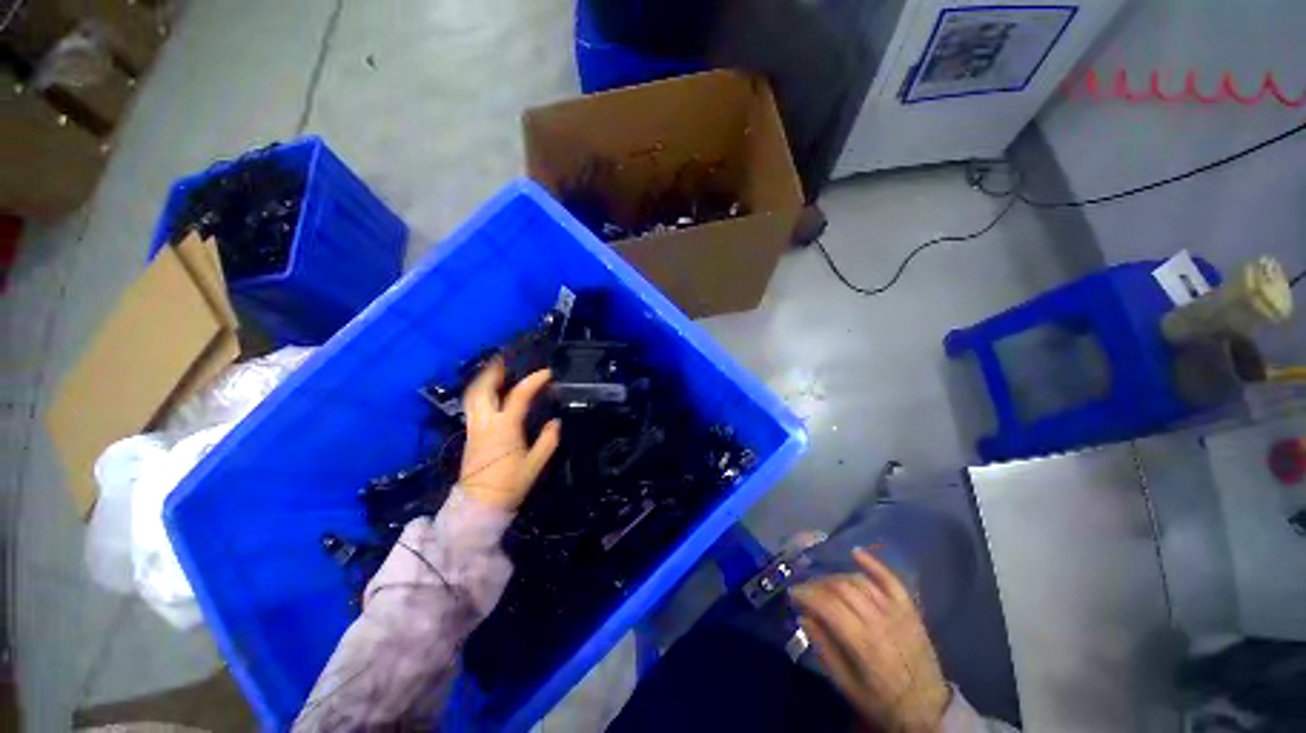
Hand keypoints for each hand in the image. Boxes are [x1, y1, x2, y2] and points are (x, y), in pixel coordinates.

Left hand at [459, 358, 561, 510]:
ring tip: (496, 372)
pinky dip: (481, 394)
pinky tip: (492, 394)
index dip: (534, 381)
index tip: (547, 373)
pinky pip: (473, 407)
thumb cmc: (509, 485)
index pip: (519, 396)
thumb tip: (556, 422)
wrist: (479, 505)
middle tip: (505, 360)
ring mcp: (474, 429)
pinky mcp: (470, 436)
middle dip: (493, 372)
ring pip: (473, 397)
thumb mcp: (535, 464)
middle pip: (483, 390)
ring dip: (483, 381)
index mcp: (504, 428)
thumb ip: (547, 441)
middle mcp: (486, 423)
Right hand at [791, 549, 949, 732]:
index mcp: (863, 643)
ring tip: (824, 585)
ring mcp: (897, 612)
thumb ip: (824, 649)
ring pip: (859, 582)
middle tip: (806, 591)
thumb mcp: (847, 686)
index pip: (828, 605)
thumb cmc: (882, 701)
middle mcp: (880, 621)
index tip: (792, 595)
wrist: (928, 710)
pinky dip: (873, 564)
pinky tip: (855, 553)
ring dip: (837, 578)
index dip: (806, 594)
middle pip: (841, 588)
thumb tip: (804, 617)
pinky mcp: (909, 609)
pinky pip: (890, 579)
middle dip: (817, 585)